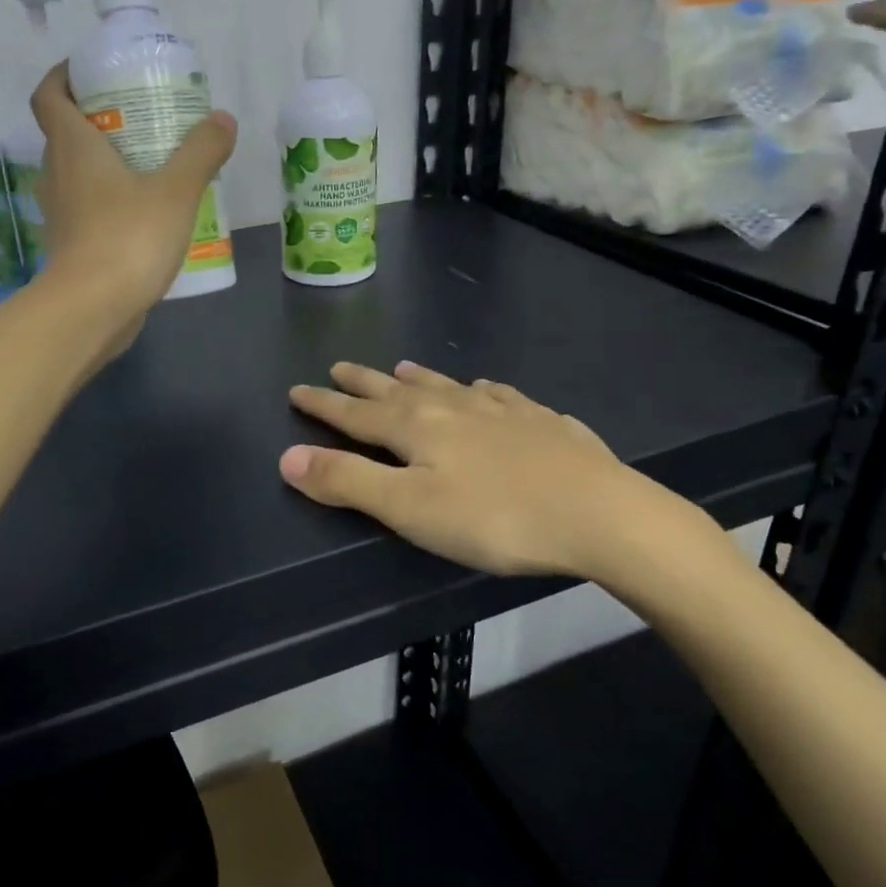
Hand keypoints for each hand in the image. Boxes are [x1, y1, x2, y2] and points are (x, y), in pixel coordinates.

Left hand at [29, 62, 236, 333]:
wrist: (92, 309)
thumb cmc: (128, 238)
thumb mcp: (176, 190)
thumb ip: (201, 152)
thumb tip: (222, 119)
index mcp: (72, 147)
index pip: (49, 95)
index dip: (64, 77)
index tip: (93, 72)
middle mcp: (57, 174)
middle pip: (66, 133)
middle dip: (98, 119)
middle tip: (140, 117)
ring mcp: (61, 213)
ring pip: (78, 174)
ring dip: (106, 163)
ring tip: (151, 164)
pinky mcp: (72, 246)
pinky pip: (89, 209)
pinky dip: (111, 201)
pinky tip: (148, 213)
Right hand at [281, 361, 722, 599]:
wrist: (598, 513)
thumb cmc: (494, 518)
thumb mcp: (409, 509)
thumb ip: (347, 482)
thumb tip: (287, 457)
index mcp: (416, 427)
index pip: (355, 414)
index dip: (323, 405)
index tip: (297, 390)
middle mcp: (453, 406)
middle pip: (396, 391)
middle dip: (362, 383)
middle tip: (338, 368)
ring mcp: (501, 409)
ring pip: (447, 385)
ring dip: (418, 377)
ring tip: (401, 368)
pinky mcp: (540, 421)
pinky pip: (500, 395)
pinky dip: (480, 390)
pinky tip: (487, 389)